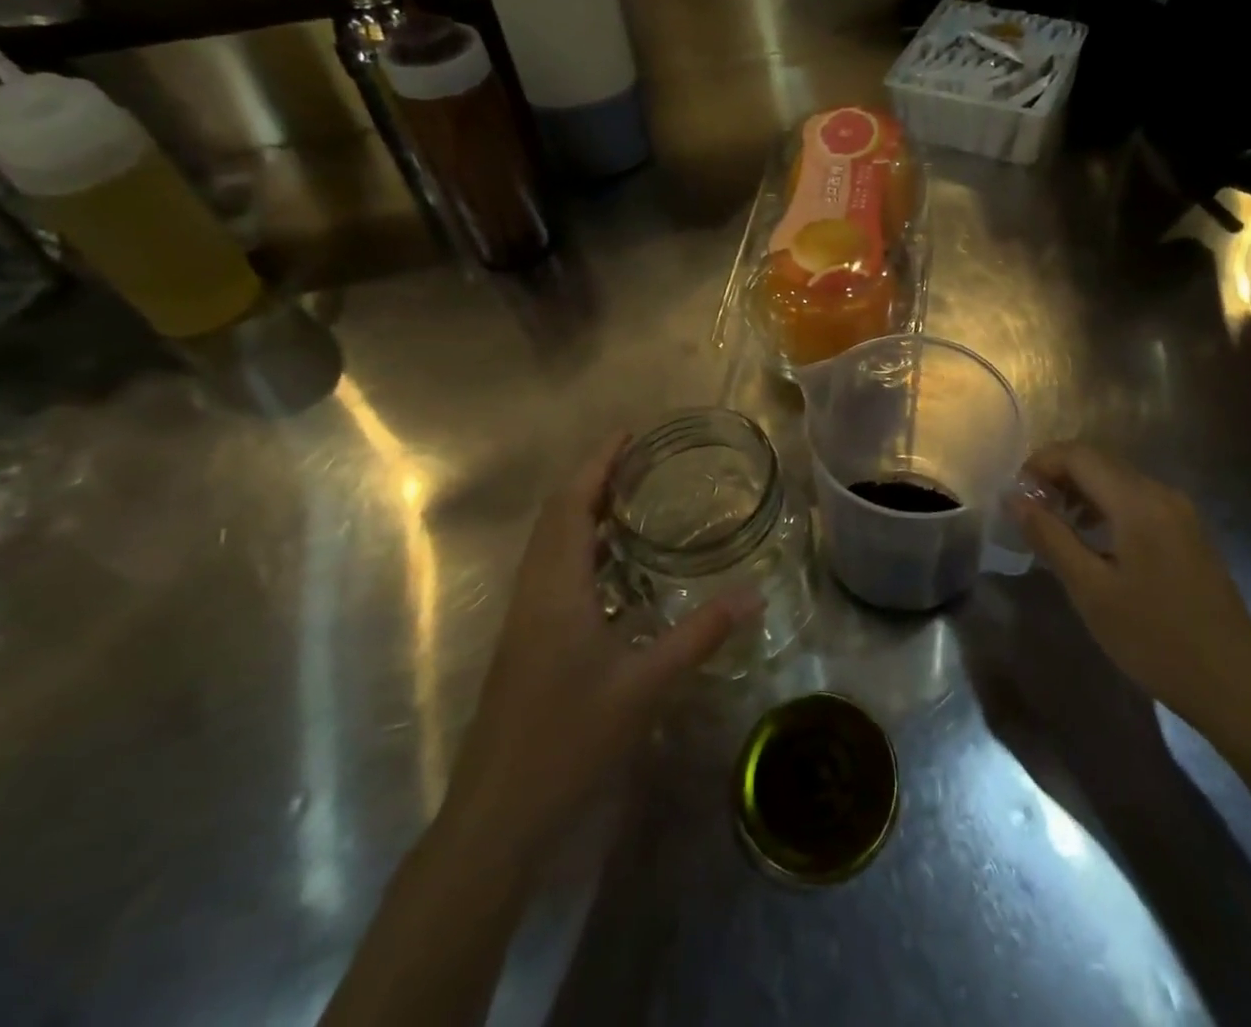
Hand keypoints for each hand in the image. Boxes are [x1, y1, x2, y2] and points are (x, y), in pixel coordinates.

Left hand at [440, 433, 761, 848]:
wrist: (497, 816)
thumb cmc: (567, 740)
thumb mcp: (644, 685)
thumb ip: (699, 634)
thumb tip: (753, 594)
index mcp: (556, 587)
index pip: (571, 504)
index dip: (597, 463)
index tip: (630, 434)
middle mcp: (534, 591)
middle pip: (556, 515)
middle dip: (592, 478)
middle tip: (640, 459)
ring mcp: (525, 618)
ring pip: (550, 544)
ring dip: (584, 512)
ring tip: (631, 499)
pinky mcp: (527, 641)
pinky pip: (553, 571)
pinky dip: (581, 547)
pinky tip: (614, 567)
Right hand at [1013, 442, 1250, 736]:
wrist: (1236, 686)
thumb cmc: (1156, 639)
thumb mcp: (1091, 590)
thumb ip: (1049, 536)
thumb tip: (1013, 498)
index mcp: (1138, 501)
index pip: (1078, 454)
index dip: (1040, 464)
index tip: (1015, 496)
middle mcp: (1161, 493)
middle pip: (1098, 461)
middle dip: (1057, 477)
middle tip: (1028, 512)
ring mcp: (1180, 512)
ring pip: (1117, 480)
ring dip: (1079, 492)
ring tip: (1052, 528)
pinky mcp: (1188, 533)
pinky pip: (1136, 501)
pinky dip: (1104, 507)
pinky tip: (1091, 543)